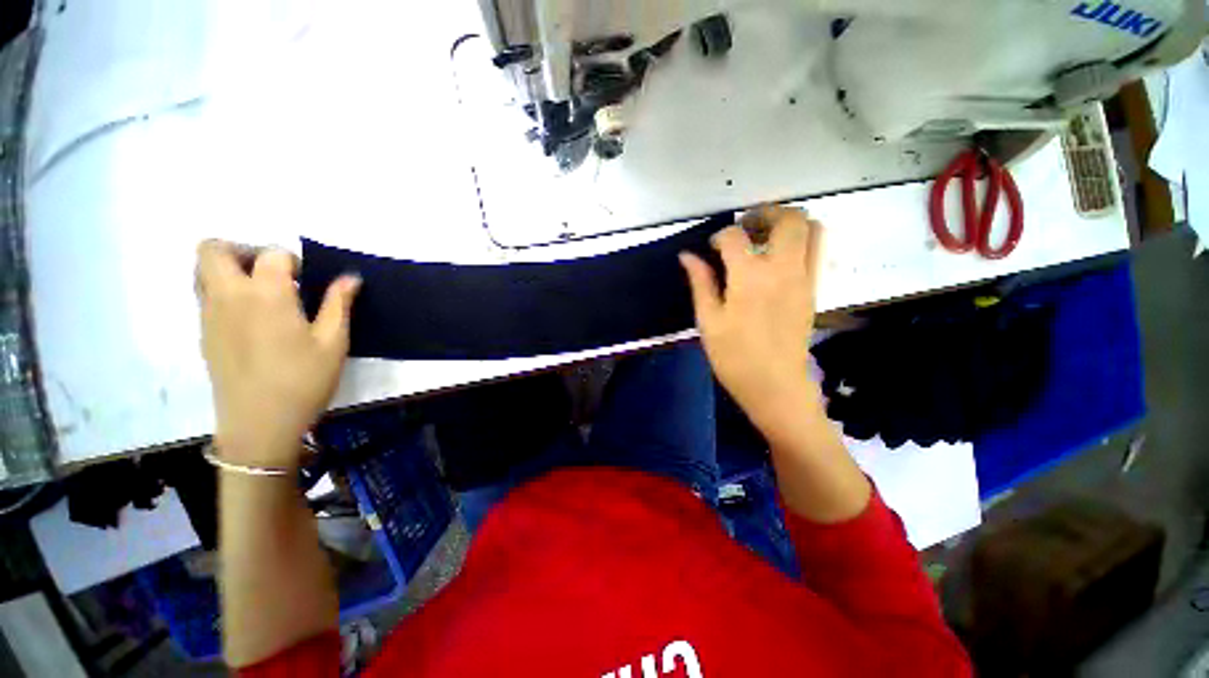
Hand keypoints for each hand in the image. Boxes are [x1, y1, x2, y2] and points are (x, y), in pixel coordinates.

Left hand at [196, 241, 360, 467]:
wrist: (259, 423)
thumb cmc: (304, 380)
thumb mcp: (334, 342)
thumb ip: (338, 304)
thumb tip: (350, 277)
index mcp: (265, 295)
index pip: (271, 254)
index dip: (292, 261)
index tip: (307, 282)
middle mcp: (228, 296)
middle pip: (213, 249)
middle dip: (243, 250)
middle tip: (273, 274)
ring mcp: (209, 315)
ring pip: (202, 270)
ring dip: (229, 269)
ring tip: (261, 294)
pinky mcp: (203, 333)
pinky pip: (204, 295)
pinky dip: (224, 292)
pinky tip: (252, 319)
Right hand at [679, 206, 822, 425]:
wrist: (776, 385)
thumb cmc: (734, 357)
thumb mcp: (708, 321)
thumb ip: (700, 283)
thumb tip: (687, 256)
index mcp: (750, 277)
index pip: (735, 237)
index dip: (720, 236)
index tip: (711, 248)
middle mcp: (783, 269)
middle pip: (788, 218)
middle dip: (765, 213)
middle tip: (745, 226)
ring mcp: (804, 277)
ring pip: (811, 228)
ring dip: (788, 223)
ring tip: (765, 237)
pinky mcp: (814, 289)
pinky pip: (816, 249)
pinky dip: (799, 241)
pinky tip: (777, 259)